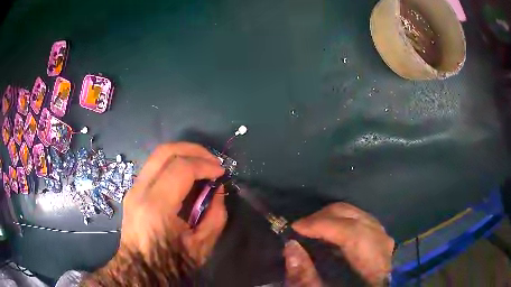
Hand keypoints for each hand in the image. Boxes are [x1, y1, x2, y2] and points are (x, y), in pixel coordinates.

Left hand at [120, 142, 226, 265]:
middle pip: (165, 151)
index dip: (205, 165)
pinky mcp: (132, 190)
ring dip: (183, 154)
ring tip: (201, 164)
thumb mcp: (202, 245)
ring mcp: (133, 188)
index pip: (181, 169)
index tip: (221, 172)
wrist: (140, 269)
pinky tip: (186, 175)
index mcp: (156, 207)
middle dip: (193, 150)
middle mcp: (140, 191)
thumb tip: (217, 189)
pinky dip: (173, 163)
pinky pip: (154, 166)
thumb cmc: (171, 263)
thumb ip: (216, 215)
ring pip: (157, 155)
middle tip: (212, 161)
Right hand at [283, 203, 393, 285]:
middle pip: (355, 219)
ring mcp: (384, 240)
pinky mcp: (381, 238)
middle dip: (324, 217)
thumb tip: (291, 246)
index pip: (352, 233)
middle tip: (301, 227)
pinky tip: (330, 232)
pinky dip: (343, 221)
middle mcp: (383, 246)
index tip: (296, 227)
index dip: (323, 225)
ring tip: (313, 228)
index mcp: (374, 265)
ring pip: (358, 216)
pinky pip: (361, 220)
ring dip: (333, 218)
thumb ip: (305, 275)